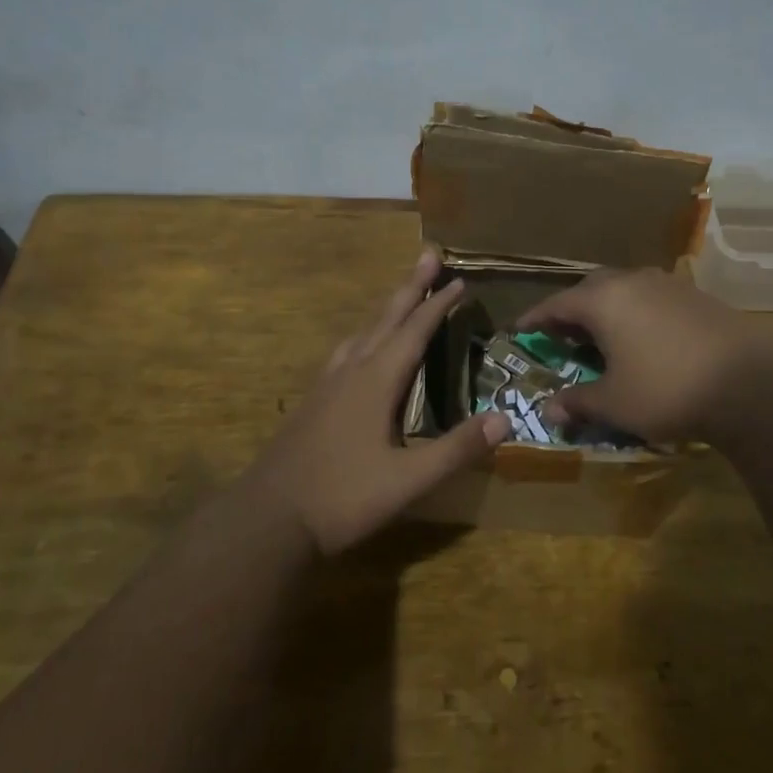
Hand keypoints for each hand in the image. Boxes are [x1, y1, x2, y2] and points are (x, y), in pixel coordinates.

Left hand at [247, 251, 507, 554]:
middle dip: (410, 286)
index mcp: (376, 381)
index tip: (459, 279)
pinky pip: (345, 351)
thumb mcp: (408, 480)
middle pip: (385, 318)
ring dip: (386, 308)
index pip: (414, 331)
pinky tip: (359, 348)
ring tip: (400, 295)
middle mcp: (351, 371)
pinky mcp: (313, 401)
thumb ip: (456, 449)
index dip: (438, 304)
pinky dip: (364, 334)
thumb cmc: (342, 498)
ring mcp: (327, 385)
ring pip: (362, 332)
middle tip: (427, 254)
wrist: (267, 519)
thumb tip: (505, 419)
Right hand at [515, 268, 772, 443]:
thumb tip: (549, 410)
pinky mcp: (696, 297)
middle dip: (572, 311)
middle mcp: (633, 282)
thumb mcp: (614, 402)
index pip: (556, 304)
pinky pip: (650, 299)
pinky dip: (635, 315)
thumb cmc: (666, 389)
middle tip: (561, 335)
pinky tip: (642, 340)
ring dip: (606, 311)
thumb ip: (577, 401)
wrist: (751, 383)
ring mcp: (668, 285)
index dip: (535, 319)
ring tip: (601, 338)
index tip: (520, 330)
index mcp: (603, 299)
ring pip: (624, 291)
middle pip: (590, 290)